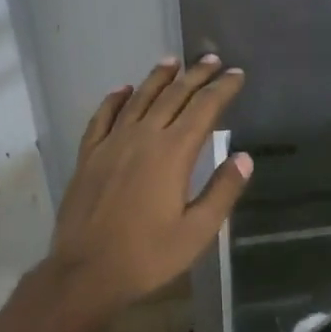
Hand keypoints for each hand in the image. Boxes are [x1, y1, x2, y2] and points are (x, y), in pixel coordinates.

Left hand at [42, 55, 252, 326]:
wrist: (86, 272)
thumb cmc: (148, 255)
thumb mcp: (197, 231)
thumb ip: (223, 191)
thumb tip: (244, 157)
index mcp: (173, 154)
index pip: (204, 109)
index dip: (222, 89)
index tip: (236, 74)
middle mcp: (143, 138)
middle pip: (173, 96)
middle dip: (195, 75)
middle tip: (211, 59)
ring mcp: (111, 144)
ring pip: (138, 99)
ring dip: (158, 78)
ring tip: (172, 61)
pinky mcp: (88, 156)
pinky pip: (102, 117)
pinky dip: (115, 100)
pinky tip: (123, 90)